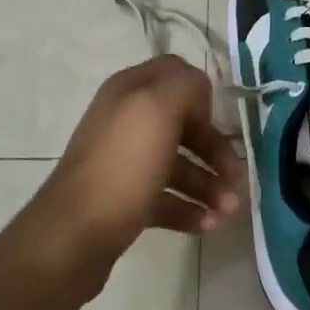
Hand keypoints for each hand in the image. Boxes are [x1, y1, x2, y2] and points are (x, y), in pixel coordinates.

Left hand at [20, 56, 245, 287]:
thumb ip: (186, 86)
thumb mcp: (158, 110)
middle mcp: (126, 120)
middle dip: (214, 149)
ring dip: (208, 184)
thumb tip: (201, 92)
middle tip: (237, 177)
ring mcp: (125, 162)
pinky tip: (208, 226)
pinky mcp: (126, 200)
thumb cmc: (122, 166)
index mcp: (130, 91)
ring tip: (228, 211)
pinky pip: (166, 198)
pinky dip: (190, 209)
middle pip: (182, 123)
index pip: (175, 73)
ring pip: (178, 164)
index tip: (217, 119)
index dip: (200, 93)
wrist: (73, 236)